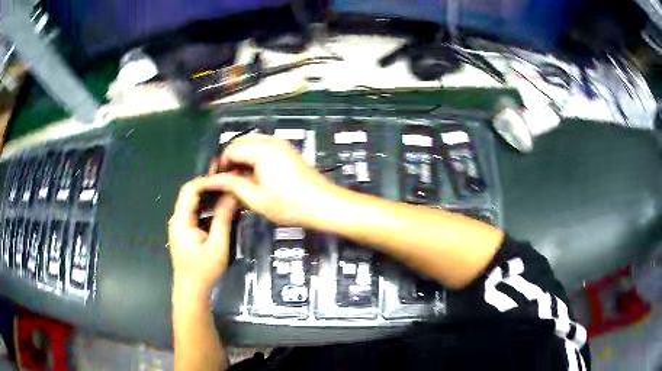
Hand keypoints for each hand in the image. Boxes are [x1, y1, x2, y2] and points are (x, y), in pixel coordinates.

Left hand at [168, 177, 237, 296]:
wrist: (191, 291)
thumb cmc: (204, 270)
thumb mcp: (218, 245)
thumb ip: (223, 218)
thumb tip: (232, 195)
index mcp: (181, 220)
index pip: (190, 189)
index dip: (207, 181)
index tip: (227, 180)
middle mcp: (177, 219)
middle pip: (190, 194)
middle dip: (210, 187)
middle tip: (231, 185)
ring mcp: (179, 226)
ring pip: (193, 203)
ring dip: (209, 198)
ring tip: (229, 195)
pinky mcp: (184, 233)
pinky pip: (195, 213)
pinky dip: (207, 209)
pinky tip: (221, 211)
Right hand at [213, 134, 332, 225]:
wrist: (323, 205)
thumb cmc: (289, 205)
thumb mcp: (256, 198)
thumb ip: (232, 185)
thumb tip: (214, 179)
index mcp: (261, 149)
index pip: (231, 149)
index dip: (220, 164)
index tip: (216, 180)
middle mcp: (271, 141)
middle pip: (241, 143)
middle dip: (230, 160)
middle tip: (226, 181)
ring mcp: (282, 145)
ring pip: (252, 146)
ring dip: (242, 160)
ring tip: (239, 181)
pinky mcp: (288, 152)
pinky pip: (264, 149)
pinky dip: (254, 160)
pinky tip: (254, 177)